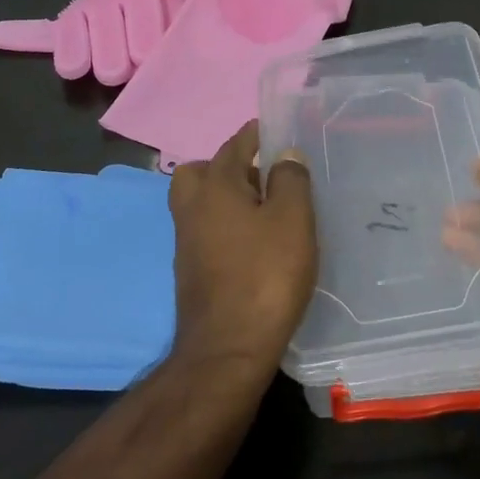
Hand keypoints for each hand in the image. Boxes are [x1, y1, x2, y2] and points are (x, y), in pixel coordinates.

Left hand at [167, 120, 317, 376]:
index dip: (255, 135)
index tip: (274, 130)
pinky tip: (253, 242)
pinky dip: (225, 224)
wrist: (228, 348)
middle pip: (202, 171)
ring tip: (265, 209)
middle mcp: (192, 208)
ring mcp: (186, 241)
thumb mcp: (292, 220)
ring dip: (226, 197)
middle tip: (263, 174)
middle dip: (229, 165)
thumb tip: (284, 153)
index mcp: (215, 186)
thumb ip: (290, 180)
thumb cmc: (265, 275)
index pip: (234, 146)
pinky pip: (206, 230)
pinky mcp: (191, 270)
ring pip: (201, 203)